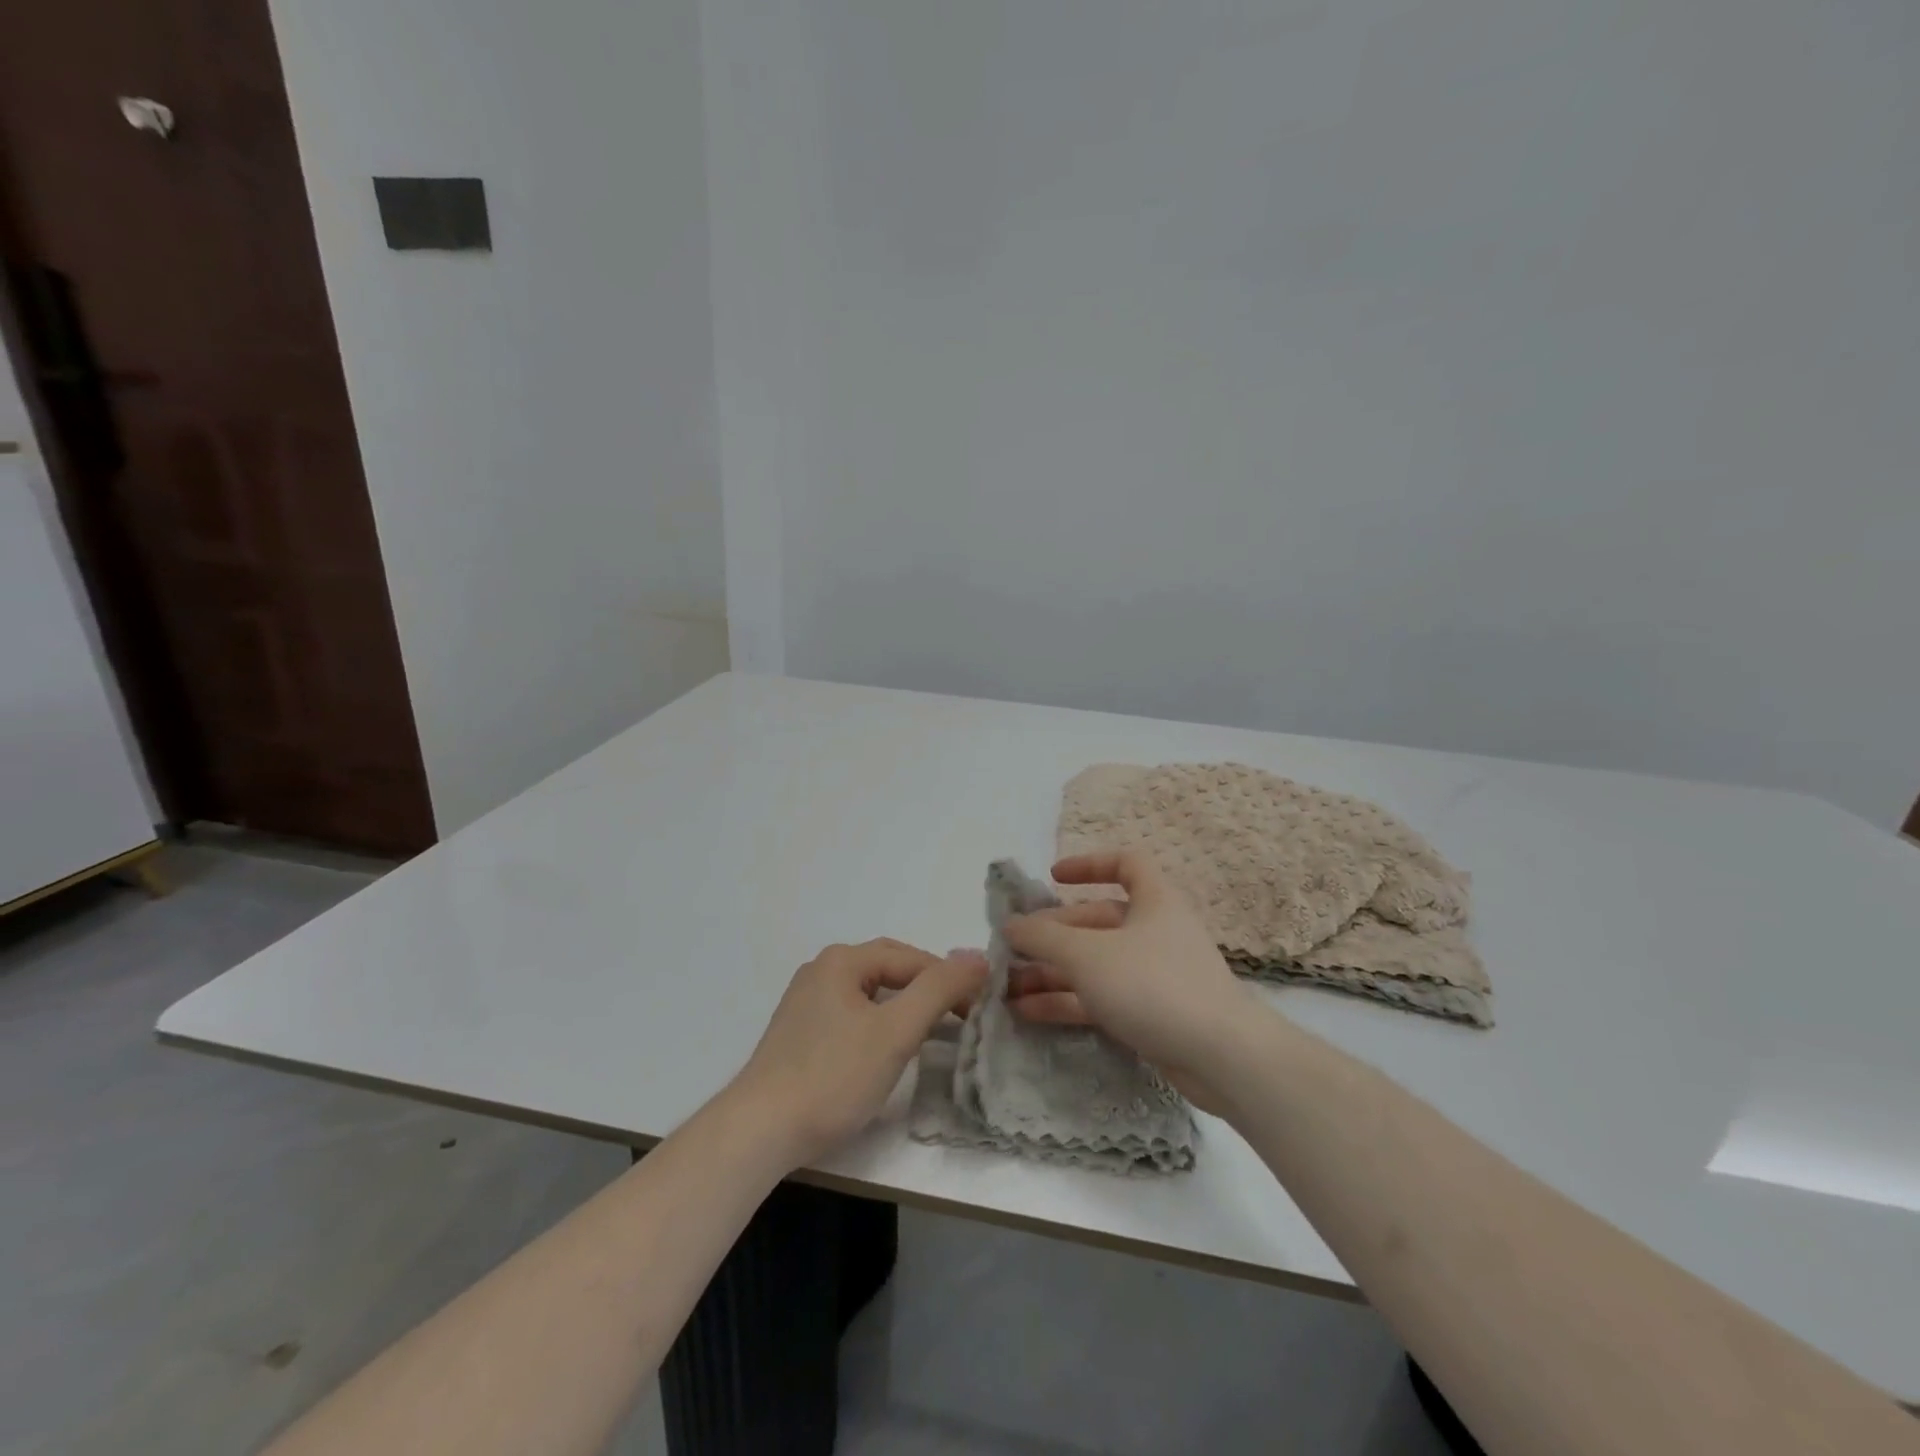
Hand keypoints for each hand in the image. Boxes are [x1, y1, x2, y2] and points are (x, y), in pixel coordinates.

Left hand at [731, 939, 984, 1166]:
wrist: (759, 1131)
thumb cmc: (833, 1076)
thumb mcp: (895, 1031)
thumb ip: (938, 989)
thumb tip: (978, 956)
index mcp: (842, 960)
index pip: (911, 958)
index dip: (949, 979)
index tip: (978, 1009)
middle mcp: (821, 970)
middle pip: (889, 969)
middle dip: (927, 988)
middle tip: (960, 1016)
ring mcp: (806, 1001)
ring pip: (870, 992)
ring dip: (904, 1006)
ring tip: (932, 1031)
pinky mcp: (799, 1032)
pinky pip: (852, 1013)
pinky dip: (879, 1022)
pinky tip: (888, 1048)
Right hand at [1002, 852, 1255, 1111]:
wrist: (1222, 1058)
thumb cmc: (1153, 985)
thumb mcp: (1088, 954)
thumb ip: (1043, 937)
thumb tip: (1009, 924)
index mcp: (1154, 901)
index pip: (1125, 864)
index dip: (1088, 865)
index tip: (1052, 878)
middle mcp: (1155, 931)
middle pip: (1097, 920)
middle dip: (1052, 934)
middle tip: (1011, 950)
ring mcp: (1154, 975)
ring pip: (1095, 963)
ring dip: (1052, 972)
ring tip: (1007, 987)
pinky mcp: (1152, 1014)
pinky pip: (1101, 997)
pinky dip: (1068, 1001)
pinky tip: (1028, 1012)